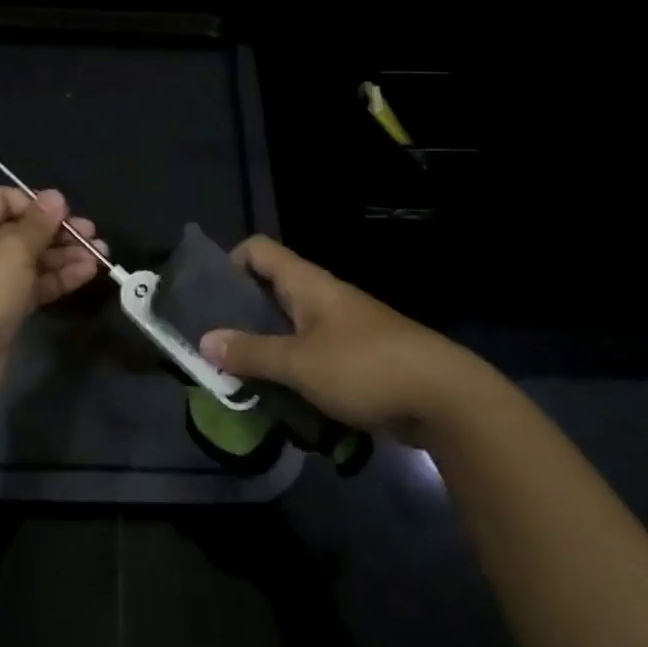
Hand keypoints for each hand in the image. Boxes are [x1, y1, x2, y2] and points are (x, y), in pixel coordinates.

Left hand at [0, 187, 103, 400]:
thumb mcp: (12, 252)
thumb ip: (38, 224)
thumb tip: (55, 196)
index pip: (1, 200)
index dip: (35, 203)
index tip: (66, 213)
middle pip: (18, 231)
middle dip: (57, 232)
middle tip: (92, 234)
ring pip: (28, 260)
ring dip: (63, 256)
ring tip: (101, 254)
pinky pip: (30, 286)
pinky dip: (56, 278)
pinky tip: (87, 273)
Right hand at [198, 236, 465, 440]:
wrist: (443, 397)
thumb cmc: (364, 366)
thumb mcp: (299, 363)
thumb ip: (251, 352)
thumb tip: (204, 340)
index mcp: (307, 282)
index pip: (258, 249)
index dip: (229, 263)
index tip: (209, 297)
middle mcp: (322, 295)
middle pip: (270, 288)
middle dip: (240, 314)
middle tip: (215, 345)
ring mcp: (343, 325)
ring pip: (291, 325)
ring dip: (266, 347)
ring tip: (240, 376)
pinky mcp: (358, 356)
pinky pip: (313, 353)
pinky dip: (293, 369)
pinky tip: (281, 397)